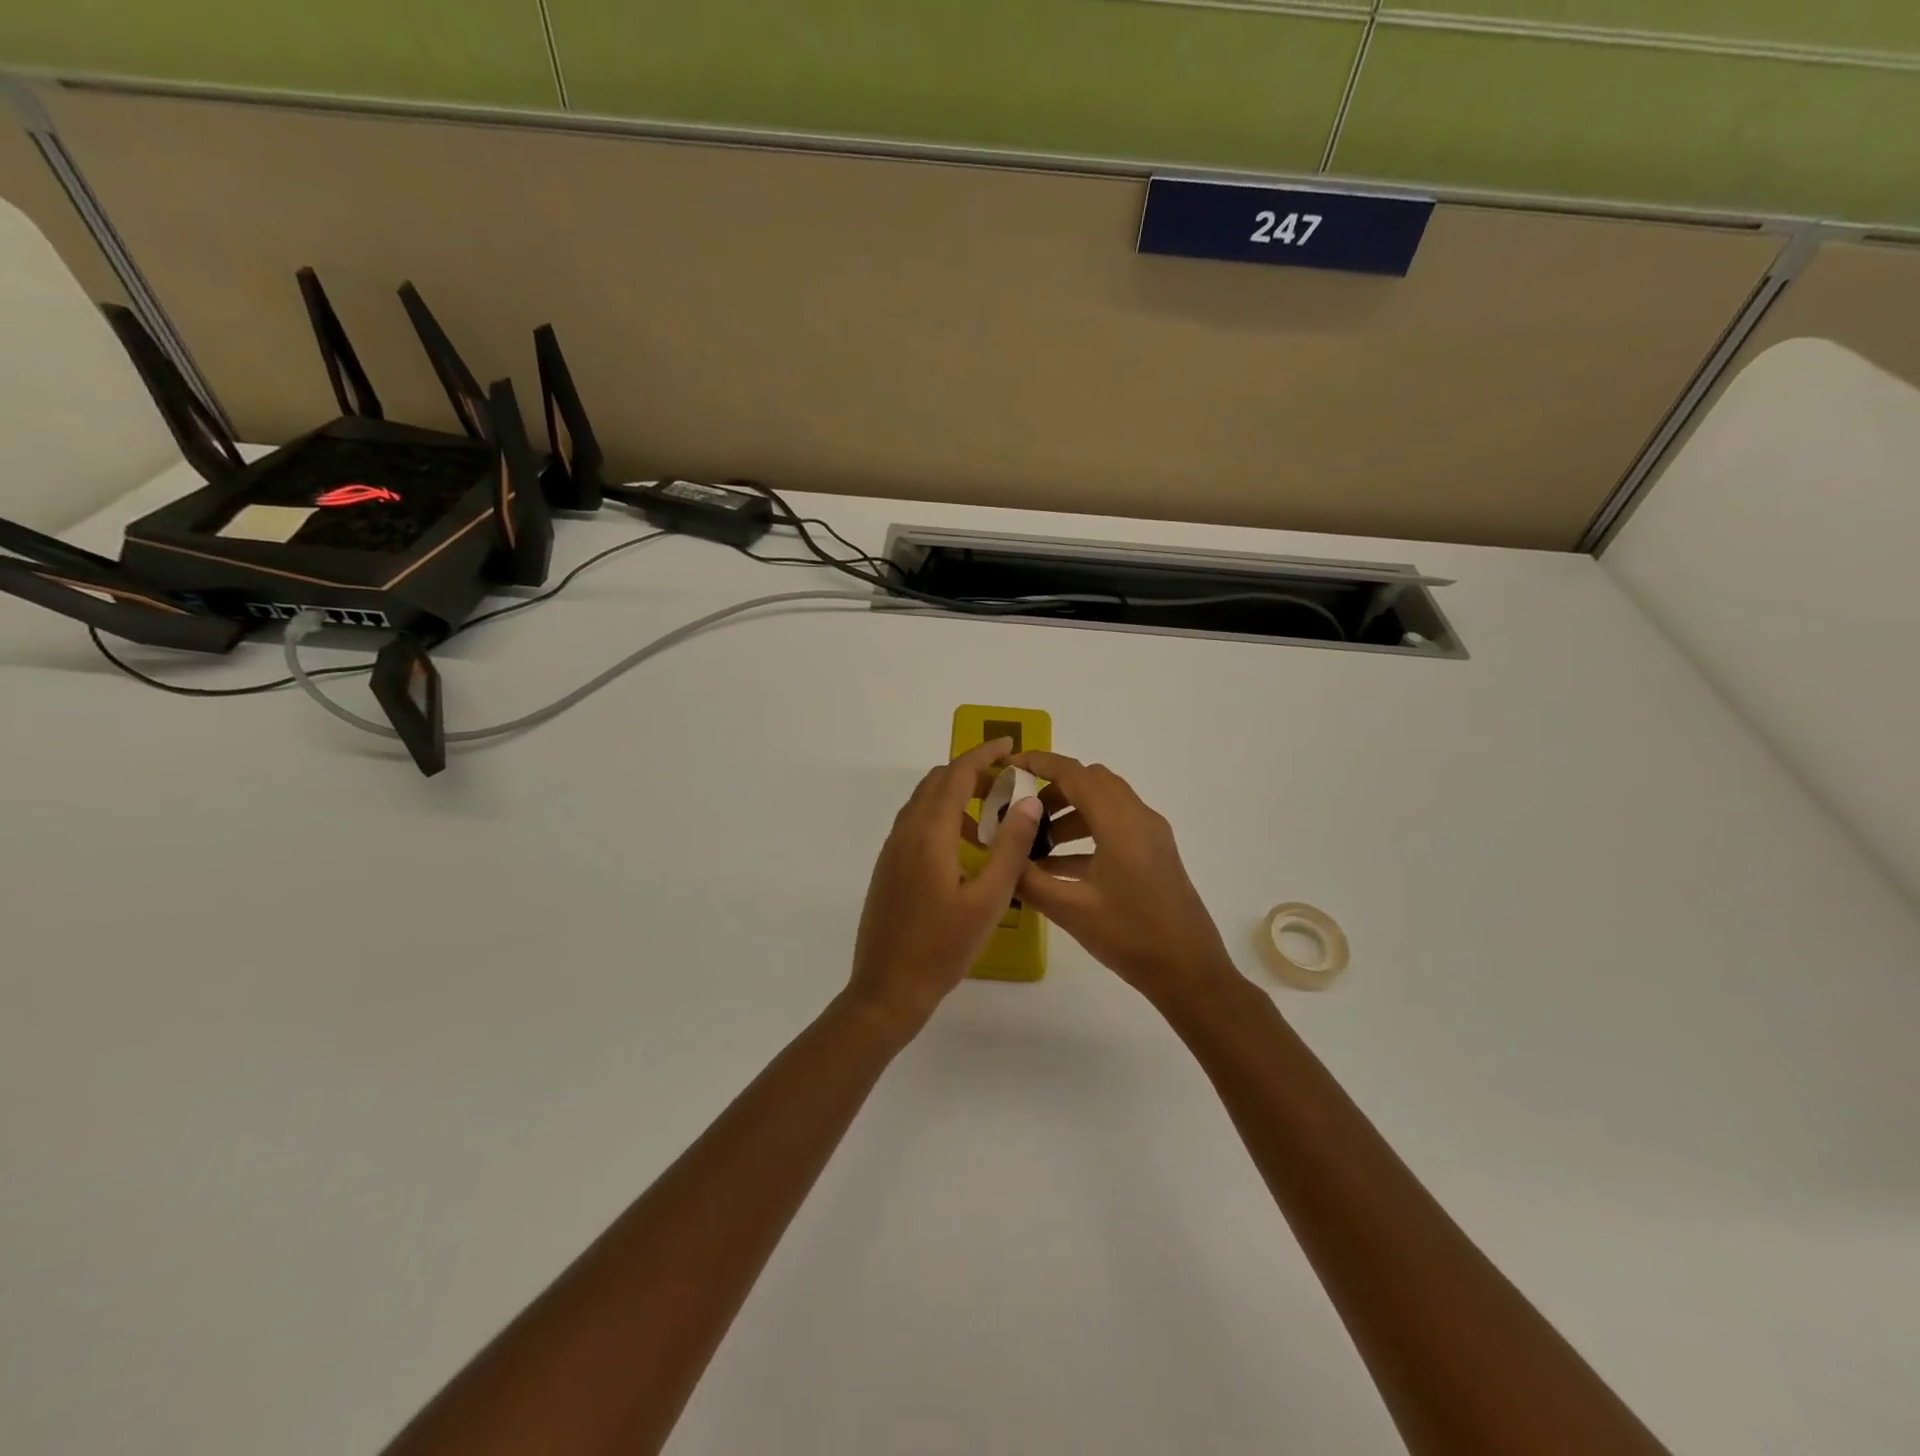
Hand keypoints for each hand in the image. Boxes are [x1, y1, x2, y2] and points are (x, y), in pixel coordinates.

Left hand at [847, 737, 1045, 1037]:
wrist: (887, 989)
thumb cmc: (942, 947)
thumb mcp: (988, 899)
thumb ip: (1010, 847)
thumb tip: (1027, 800)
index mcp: (929, 834)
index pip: (956, 774)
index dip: (983, 754)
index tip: (1010, 745)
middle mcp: (905, 832)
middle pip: (937, 782)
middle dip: (971, 772)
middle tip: (1008, 783)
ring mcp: (892, 850)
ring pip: (924, 803)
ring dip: (955, 795)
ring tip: (992, 817)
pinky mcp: (888, 868)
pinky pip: (916, 824)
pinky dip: (942, 817)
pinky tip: (964, 848)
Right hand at [1012, 753, 1242, 1011]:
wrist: (1189, 972)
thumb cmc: (1130, 937)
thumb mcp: (1071, 911)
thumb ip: (1029, 880)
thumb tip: (999, 856)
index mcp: (1120, 823)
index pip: (1074, 774)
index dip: (1039, 764)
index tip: (1008, 766)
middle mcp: (1139, 818)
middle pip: (1091, 781)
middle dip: (1053, 788)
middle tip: (1021, 812)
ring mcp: (1151, 835)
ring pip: (1104, 803)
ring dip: (1070, 813)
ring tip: (1036, 844)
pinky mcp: (1155, 853)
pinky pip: (1115, 826)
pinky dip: (1086, 833)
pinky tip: (1059, 866)